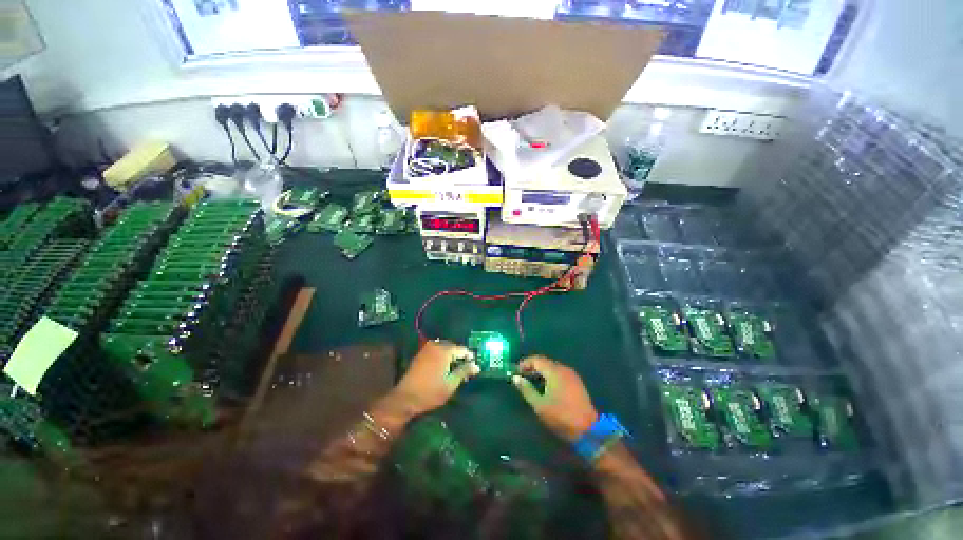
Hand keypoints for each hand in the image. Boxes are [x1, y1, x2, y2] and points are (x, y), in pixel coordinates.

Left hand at [388, 340, 478, 416]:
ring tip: (455, 368)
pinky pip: (436, 350)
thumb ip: (464, 372)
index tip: (474, 365)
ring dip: (450, 355)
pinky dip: (442, 356)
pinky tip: (443, 367)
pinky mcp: (420, 354)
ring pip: (444, 348)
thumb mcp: (451, 384)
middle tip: (465, 367)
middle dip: (460, 355)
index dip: (470, 357)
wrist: (405, 398)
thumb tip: (476, 366)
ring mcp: (426, 349)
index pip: (462, 349)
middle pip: (453, 347)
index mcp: (445, 351)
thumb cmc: (430, 392)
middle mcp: (436, 346)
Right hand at [512, 356, 598, 442]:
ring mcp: (572, 375)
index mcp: (554, 371)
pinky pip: (560, 373)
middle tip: (522, 376)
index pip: (536, 359)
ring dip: (542, 372)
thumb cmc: (561, 416)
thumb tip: (516, 378)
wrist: (588, 429)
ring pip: (553, 367)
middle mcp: (564, 369)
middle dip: (533, 367)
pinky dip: (550, 376)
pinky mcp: (577, 382)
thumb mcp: (539, 405)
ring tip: (532, 381)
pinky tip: (546, 386)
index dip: (525, 363)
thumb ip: (526, 389)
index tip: (516, 371)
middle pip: (545, 362)